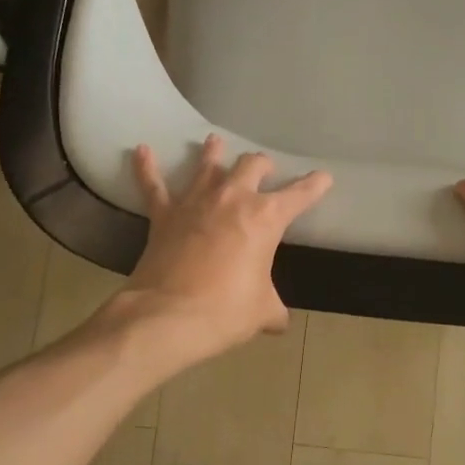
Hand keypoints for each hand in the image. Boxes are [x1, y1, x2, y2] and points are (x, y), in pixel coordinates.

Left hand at [115, 135, 331, 363]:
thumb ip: (273, 311)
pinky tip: (141, 151)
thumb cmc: (225, 311)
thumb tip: (279, 323)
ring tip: (215, 141)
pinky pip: (153, 185)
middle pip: (251, 165)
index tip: (323, 177)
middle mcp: (233, 199)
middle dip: (261, 165)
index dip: (314, 185)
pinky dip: (146, 167)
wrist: (168, 316)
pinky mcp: (164, 214)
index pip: (299, 195)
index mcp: (266, 217)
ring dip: (213, 152)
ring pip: (207, 165)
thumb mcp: (262, 312)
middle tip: (264, 169)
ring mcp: (195, 202)